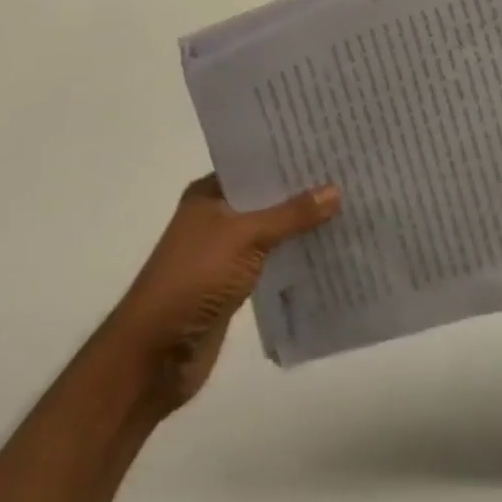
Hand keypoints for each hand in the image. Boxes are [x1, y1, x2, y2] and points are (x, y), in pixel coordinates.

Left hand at [112, 175, 339, 411]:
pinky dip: (295, 255)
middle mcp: (217, 216)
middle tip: (349, 171)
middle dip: (302, 189)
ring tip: (349, 204)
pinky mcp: (234, 285)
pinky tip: (328, 248)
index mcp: (210, 193)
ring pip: (272, 229)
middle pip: (267, 196)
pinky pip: (273, 260)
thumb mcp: (246, 237)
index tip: (330, 143)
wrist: (153, 357)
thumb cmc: (193, 280)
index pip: (255, 163)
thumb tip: (336, 190)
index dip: (289, 154)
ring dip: (301, 224)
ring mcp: (225, 252)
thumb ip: (291, 215)